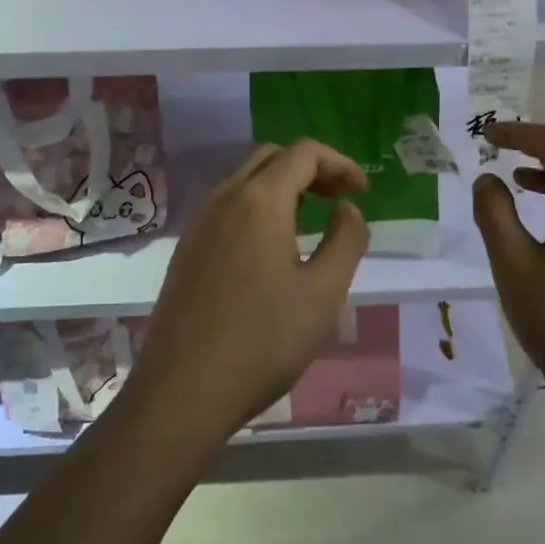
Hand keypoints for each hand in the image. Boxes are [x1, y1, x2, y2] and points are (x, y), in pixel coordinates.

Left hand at [128, 141, 369, 448]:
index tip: (361, 192)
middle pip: (271, 158)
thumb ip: (346, 240)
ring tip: (310, 219)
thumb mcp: (324, 293)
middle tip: (339, 199)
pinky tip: (270, 246)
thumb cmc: (263, 341)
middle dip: (310, 168)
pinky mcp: (186, 249)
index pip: (304, 153)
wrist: (183, 391)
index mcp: (260, 200)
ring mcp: (199, 223)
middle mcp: (224, 198)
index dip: (339, 163)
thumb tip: (346, 209)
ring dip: (282, 186)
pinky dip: (257, 206)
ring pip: (245, 180)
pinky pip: (227, 207)